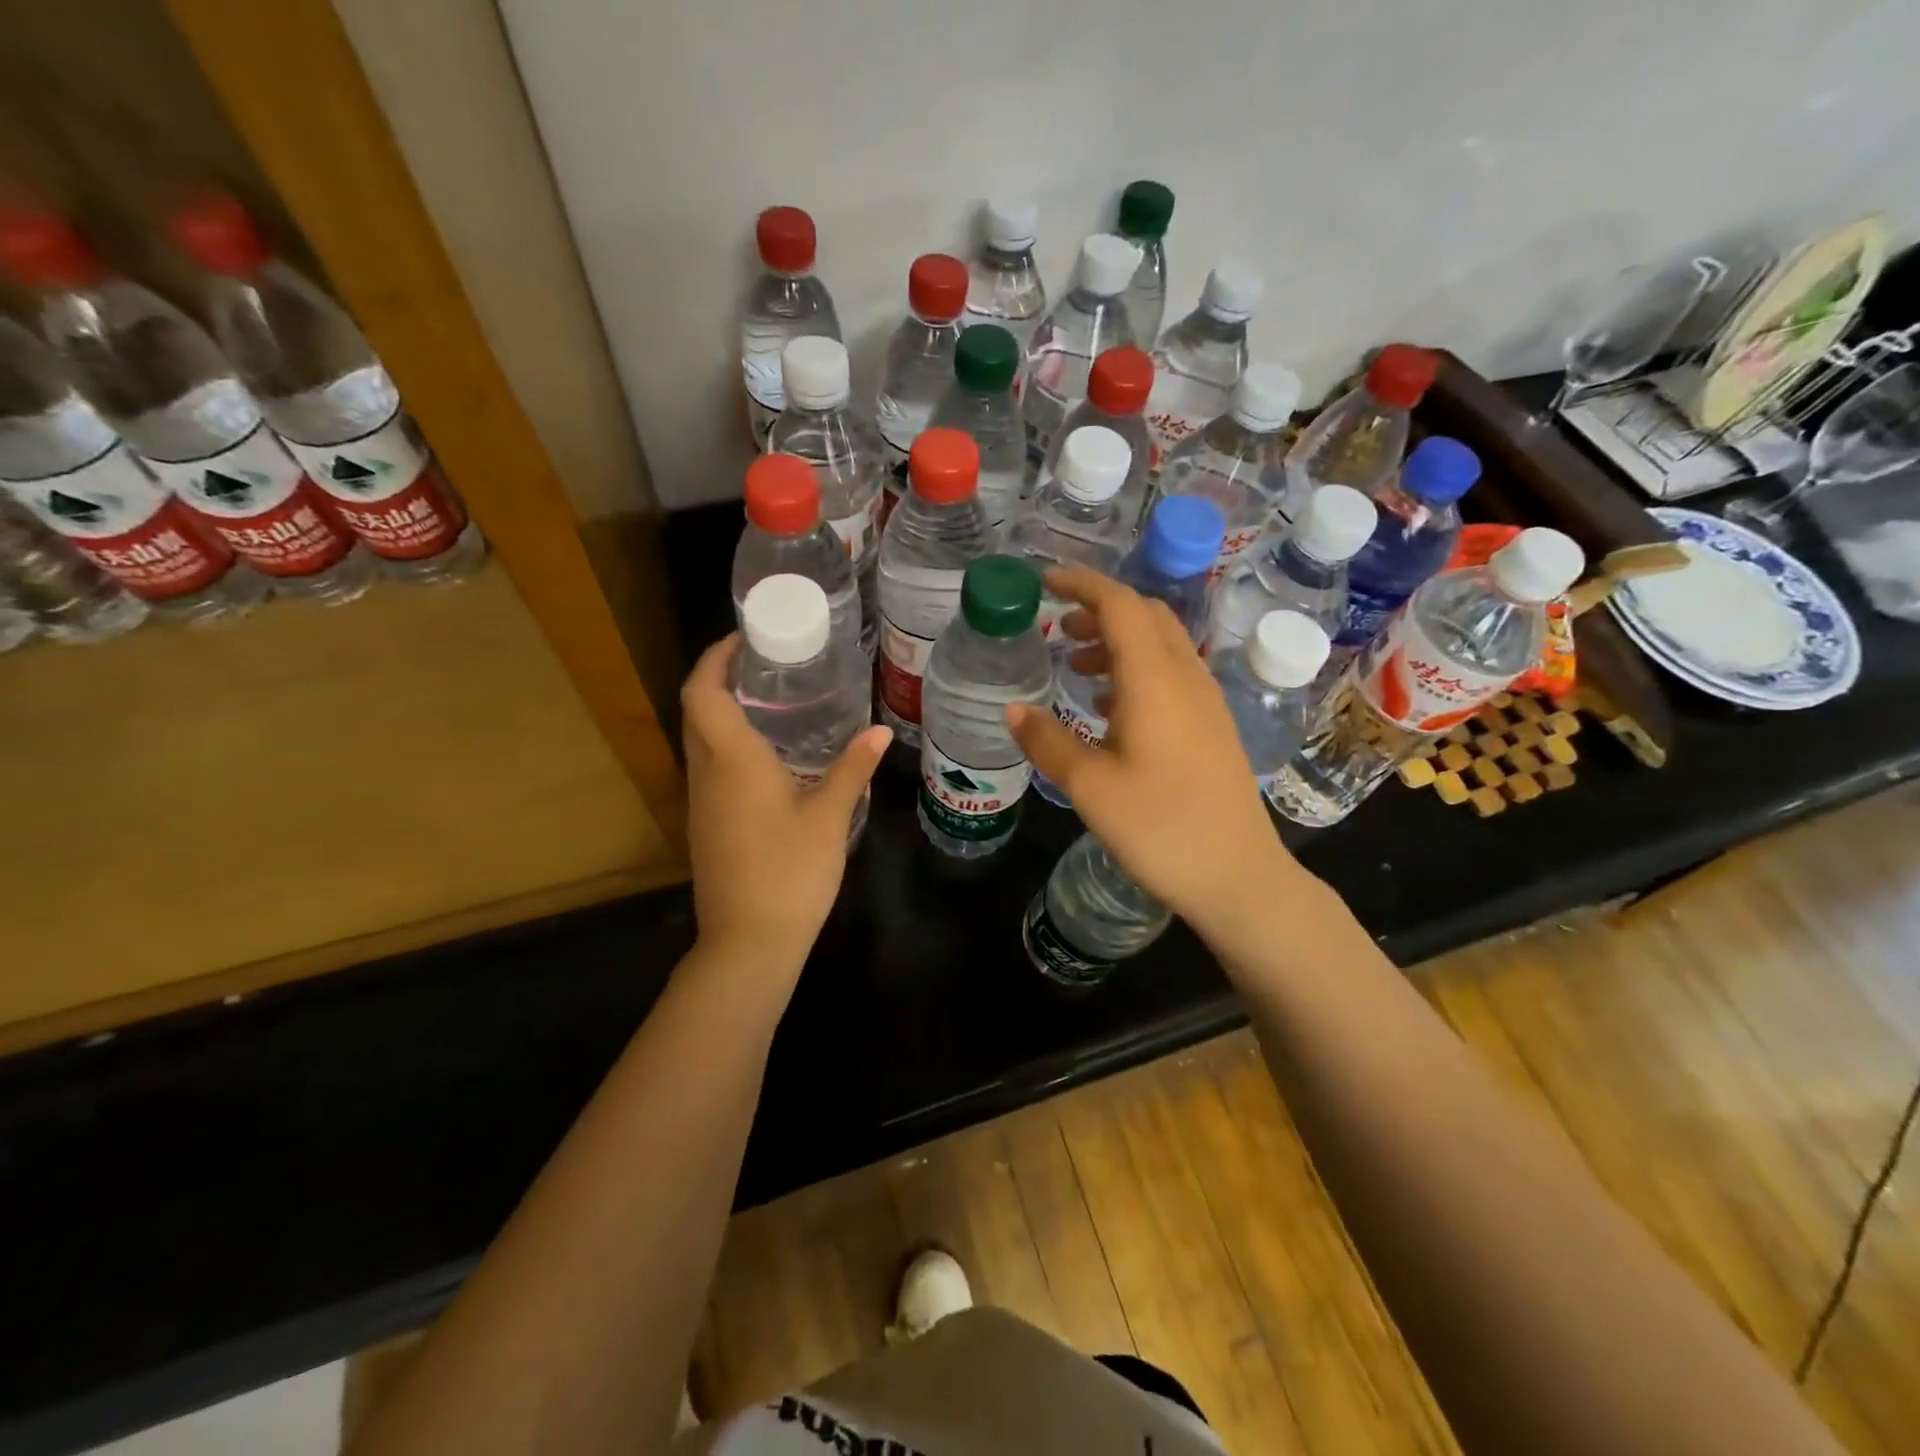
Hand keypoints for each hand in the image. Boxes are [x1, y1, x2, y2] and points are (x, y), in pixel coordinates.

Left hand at [680, 635, 889, 977]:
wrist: (748, 942)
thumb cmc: (789, 872)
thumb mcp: (829, 816)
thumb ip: (852, 769)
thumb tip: (879, 732)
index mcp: (731, 761)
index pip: (701, 692)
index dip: (714, 658)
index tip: (743, 639)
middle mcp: (705, 774)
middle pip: (696, 712)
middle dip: (720, 680)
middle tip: (764, 667)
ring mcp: (700, 804)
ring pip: (700, 742)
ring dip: (723, 714)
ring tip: (771, 705)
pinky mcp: (706, 827)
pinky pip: (710, 770)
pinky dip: (729, 748)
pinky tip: (769, 760)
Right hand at [1006, 567, 1313, 944]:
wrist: (1238, 876)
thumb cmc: (1159, 828)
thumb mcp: (1090, 786)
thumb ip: (1047, 740)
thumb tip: (1012, 708)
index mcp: (1154, 679)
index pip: (1120, 605)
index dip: (1081, 584)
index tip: (1044, 583)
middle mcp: (1186, 677)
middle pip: (1145, 616)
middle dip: (1099, 611)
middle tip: (1058, 629)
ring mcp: (1206, 701)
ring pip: (1161, 645)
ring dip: (1118, 641)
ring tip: (1076, 666)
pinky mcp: (1213, 725)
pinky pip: (1172, 674)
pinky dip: (1136, 669)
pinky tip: (1111, 708)